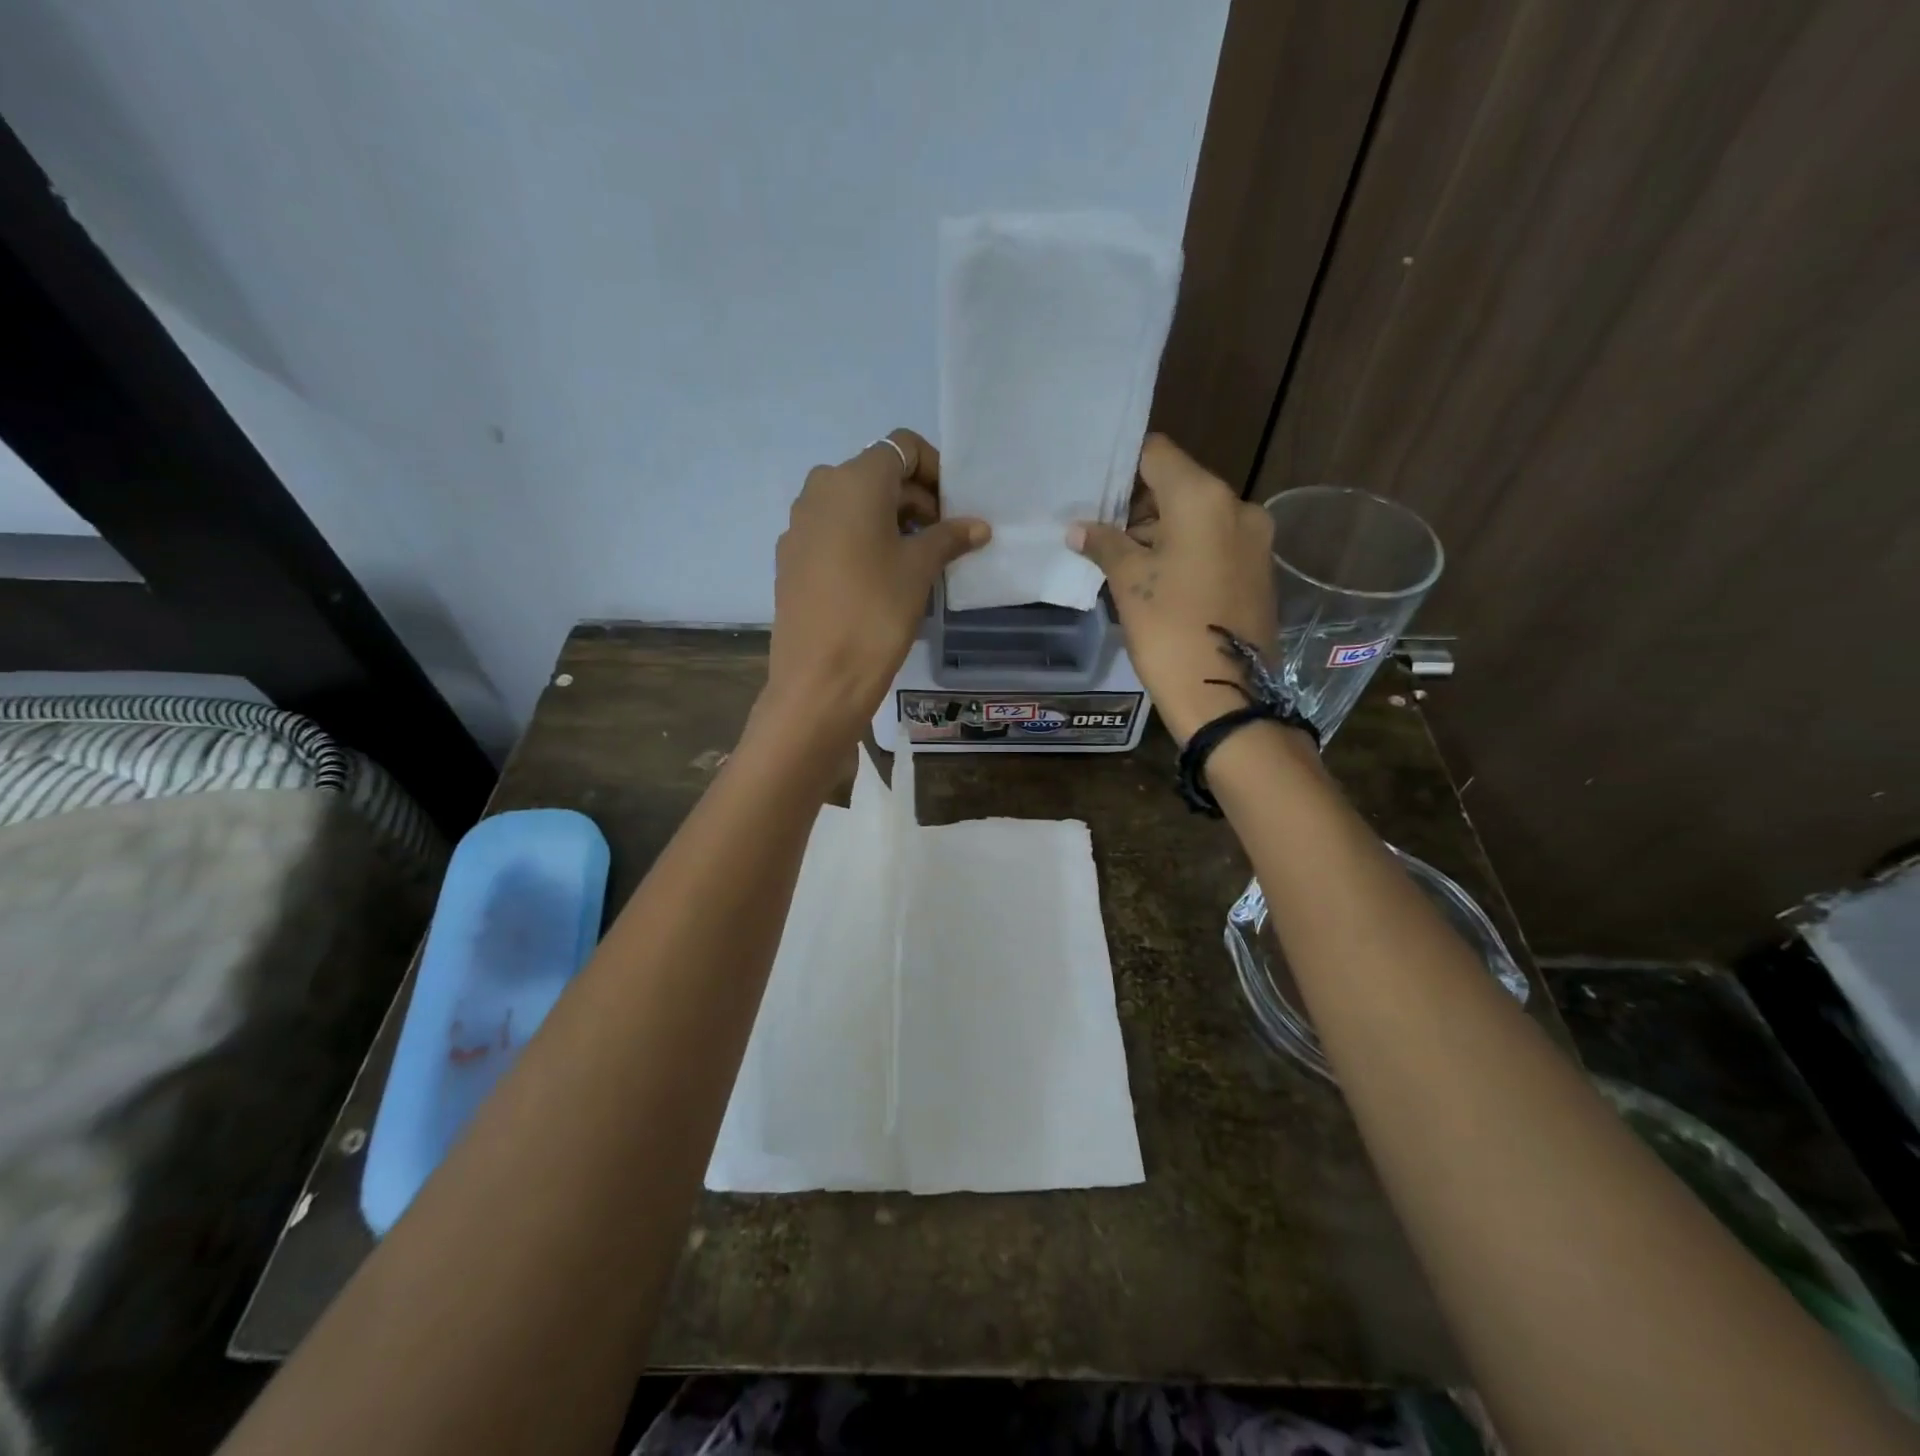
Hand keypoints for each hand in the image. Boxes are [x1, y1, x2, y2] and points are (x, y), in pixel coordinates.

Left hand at [762, 429, 988, 745]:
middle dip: (916, 499)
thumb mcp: (919, 570)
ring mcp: (799, 525)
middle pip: (877, 475)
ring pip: (854, 505)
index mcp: (853, 480)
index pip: (902, 447)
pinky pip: (834, 532)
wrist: (819, 678)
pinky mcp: (791, 558)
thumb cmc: (876, 612)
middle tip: (945, 539)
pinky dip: (862, 541)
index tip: (955, 508)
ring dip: (890, 521)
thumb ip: (949, 538)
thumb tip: (977, 527)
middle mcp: (819, 490)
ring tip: (917, 561)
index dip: (935, 470)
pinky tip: (880, 579)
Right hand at [1069, 435, 1275, 744]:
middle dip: (1140, 506)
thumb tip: (1079, 529)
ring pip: (1199, 517)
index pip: (1158, 454)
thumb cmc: (1169, 629)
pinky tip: (1160, 581)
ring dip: (1163, 531)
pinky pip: (1216, 544)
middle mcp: (1238, 507)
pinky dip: (1187, 551)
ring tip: (1126, 564)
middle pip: (1180, 485)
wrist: (1225, 694)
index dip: (1124, 467)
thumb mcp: (1129, 583)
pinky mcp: (1260, 570)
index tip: (1096, 490)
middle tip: (1103, 533)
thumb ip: (1105, 544)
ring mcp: (1255, 540)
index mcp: (1204, 498)